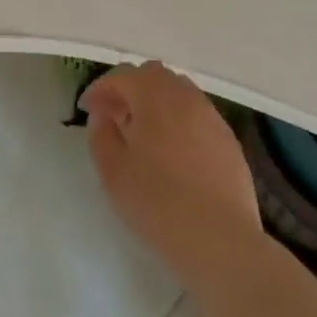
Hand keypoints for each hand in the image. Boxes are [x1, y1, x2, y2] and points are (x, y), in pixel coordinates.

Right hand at [81, 61, 262, 288]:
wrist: (221, 241)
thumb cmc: (159, 204)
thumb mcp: (113, 173)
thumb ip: (101, 135)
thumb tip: (103, 115)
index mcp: (154, 95)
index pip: (121, 76)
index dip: (100, 89)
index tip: (87, 109)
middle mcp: (185, 95)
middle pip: (152, 75)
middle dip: (130, 89)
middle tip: (115, 117)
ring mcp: (211, 115)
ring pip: (178, 92)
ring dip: (156, 102)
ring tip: (144, 134)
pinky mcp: (228, 139)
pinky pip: (197, 114)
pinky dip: (179, 120)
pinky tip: (174, 152)